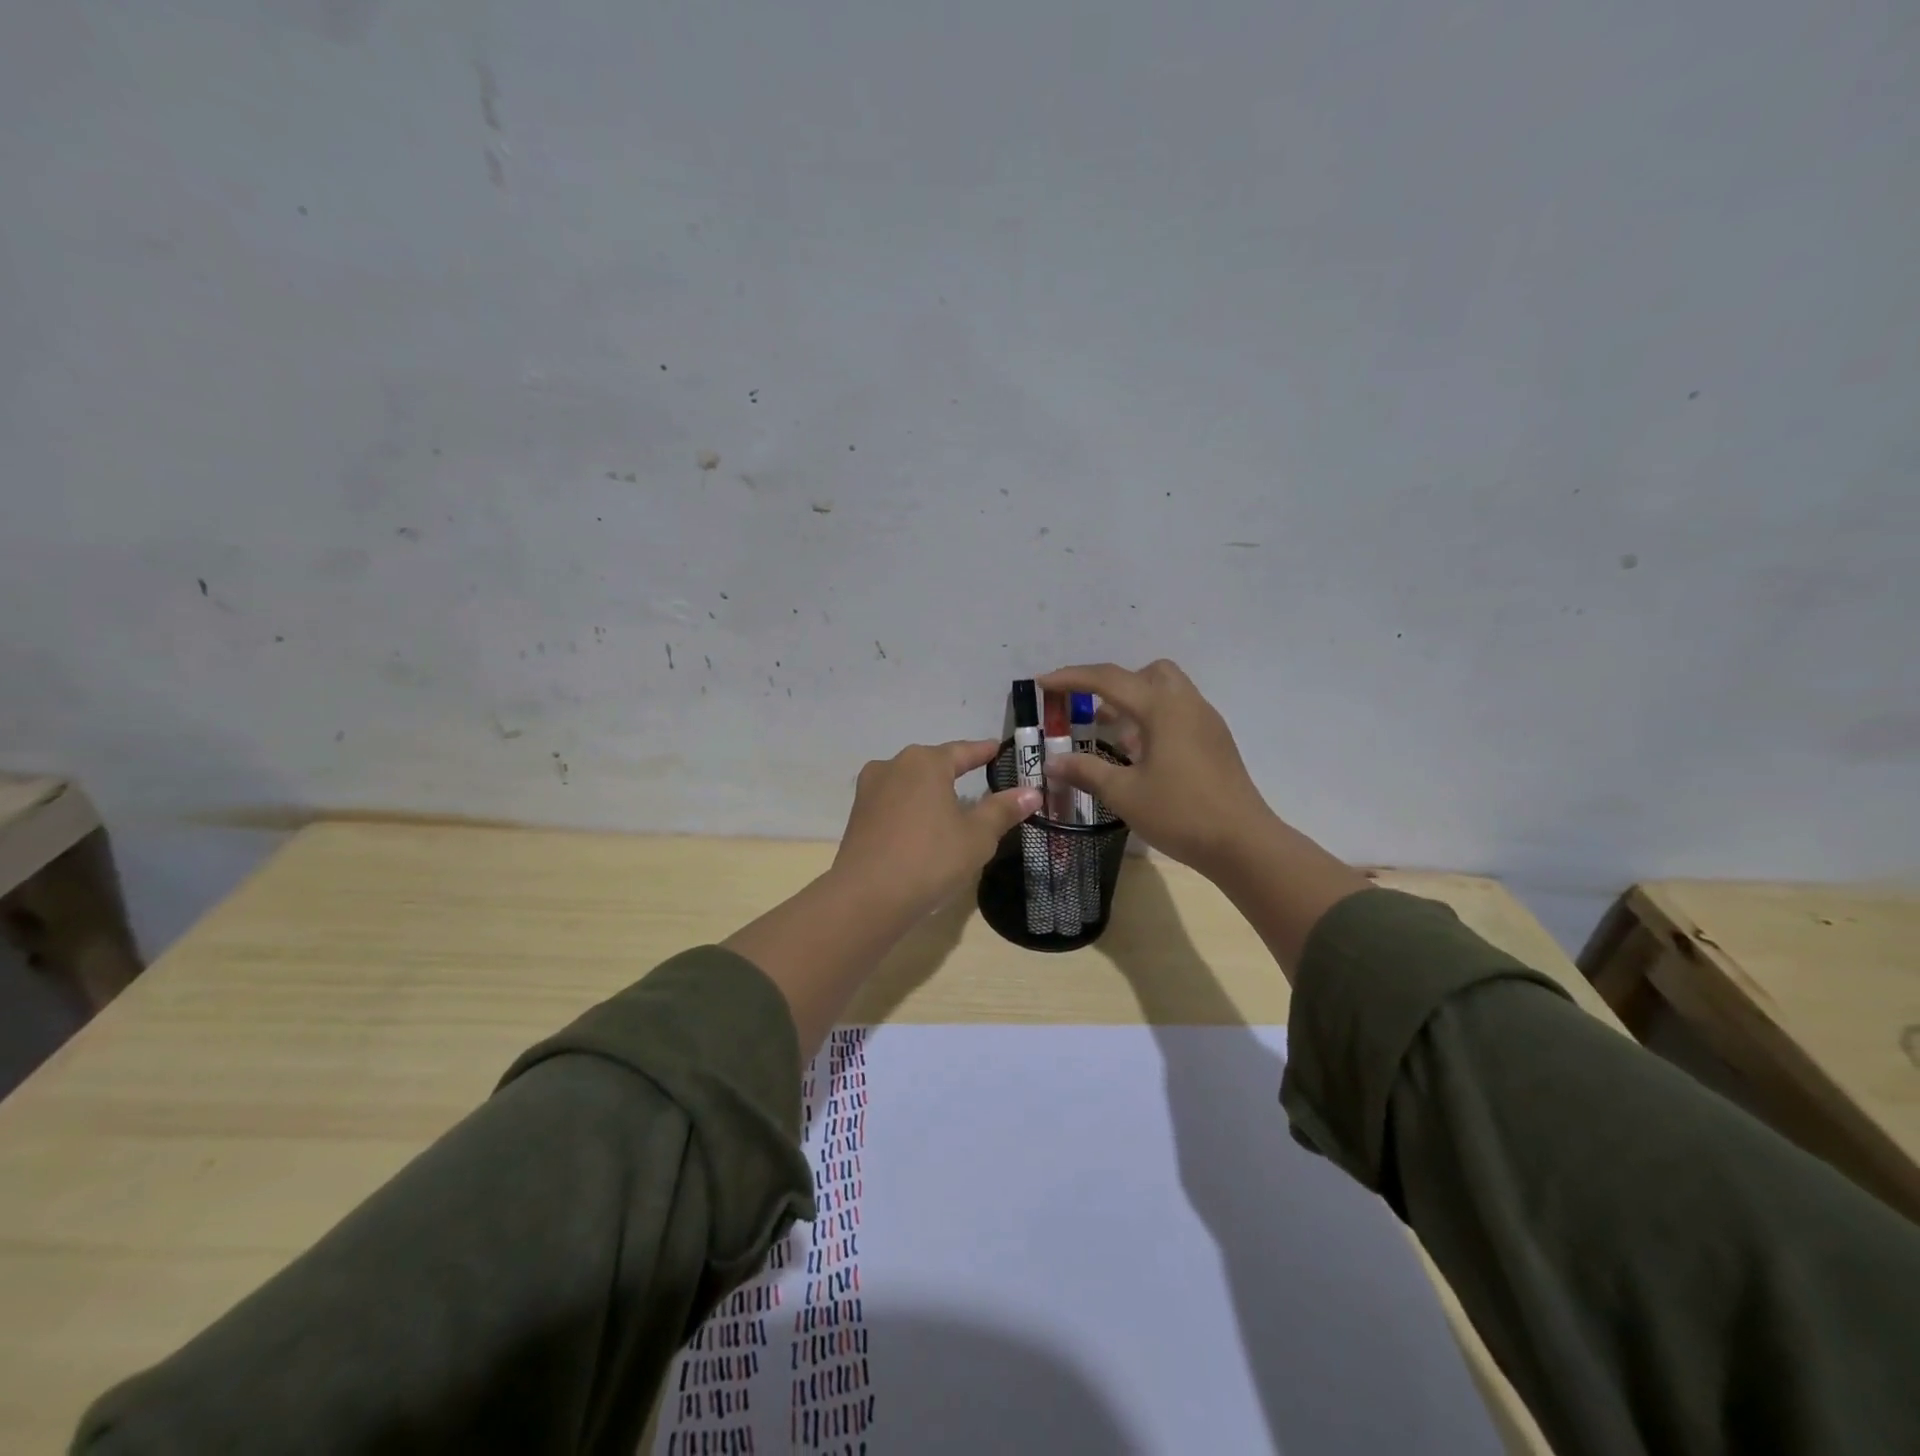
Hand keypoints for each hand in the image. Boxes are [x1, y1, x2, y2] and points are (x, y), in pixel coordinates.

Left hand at [830, 739, 1041, 921]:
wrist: (867, 896)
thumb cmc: (930, 858)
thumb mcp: (977, 836)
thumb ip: (1002, 810)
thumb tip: (1032, 792)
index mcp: (925, 762)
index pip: (963, 751)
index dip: (983, 752)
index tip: (998, 749)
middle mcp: (894, 766)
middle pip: (933, 764)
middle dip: (955, 770)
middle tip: (979, 777)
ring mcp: (870, 789)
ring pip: (910, 783)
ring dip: (931, 790)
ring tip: (950, 803)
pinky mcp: (858, 814)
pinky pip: (894, 802)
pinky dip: (912, 808)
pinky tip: (922, 824)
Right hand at [1038, 660, 1276, 877]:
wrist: (1243, 843)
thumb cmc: (1180, 813)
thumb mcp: (1124, 794)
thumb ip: (1086, 771)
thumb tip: (1052, 762)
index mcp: (1162, 708)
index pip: (1109, 679)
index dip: (1072, 678)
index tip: (1043, 683)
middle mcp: (1187, 704)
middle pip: (1148, 673)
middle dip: (1115, 684)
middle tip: (1093, 713)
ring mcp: (1206, 722)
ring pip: (1167, 691)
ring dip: (1136, 702)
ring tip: (1115, 737)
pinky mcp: (1216, 741)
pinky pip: (1180, 712)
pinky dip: (1155, 719)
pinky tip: (1143, 756)